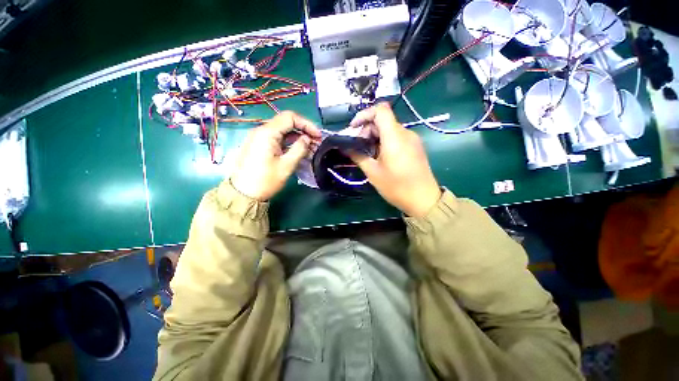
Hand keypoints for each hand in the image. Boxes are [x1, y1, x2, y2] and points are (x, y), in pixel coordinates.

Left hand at [231, 111, 321, 200]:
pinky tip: (300, 150)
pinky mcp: (261, 145)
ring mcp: (260, 138)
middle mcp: (262, 131)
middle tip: (317, 142)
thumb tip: (307, 139)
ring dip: (298, 137)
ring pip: (283, 131)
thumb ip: (299, 149)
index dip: (307, 124)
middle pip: (287, 123)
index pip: (290, 117)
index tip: (318, 135)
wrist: (244, 193)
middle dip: (304, 130)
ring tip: (311, 148)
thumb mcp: (287, 165)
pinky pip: (278, 139)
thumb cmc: (266, 180)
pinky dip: (290, 142)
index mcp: (267, 133)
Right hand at [349, 103, 441, 217]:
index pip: (380, 110)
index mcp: (394, 137)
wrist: (424, 199)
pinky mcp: (415, 146)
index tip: (354, 128)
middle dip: (367, 129)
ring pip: (390, 129)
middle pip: (383, 120)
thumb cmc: (396, 187)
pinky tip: (379, 155)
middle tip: (357, 145)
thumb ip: (358, 156)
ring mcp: (412, 139)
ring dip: (375, 136)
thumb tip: (346, 147)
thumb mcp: (373, 173)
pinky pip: (397, 137)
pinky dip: (385, 141)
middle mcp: (405, 133)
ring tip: (367, 152)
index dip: (364, 114)